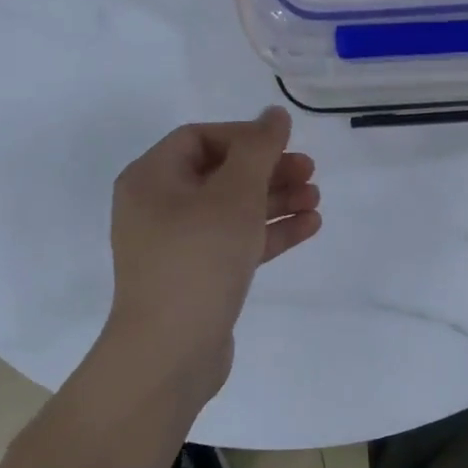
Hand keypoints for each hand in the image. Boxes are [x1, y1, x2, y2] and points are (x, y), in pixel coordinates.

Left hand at [104, 107, 322, 405]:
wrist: (170, 354)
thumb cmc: (199, 258)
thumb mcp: (234, 194)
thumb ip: (259, 149)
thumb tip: (274, 114)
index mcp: (151, 178)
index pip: (200, 137)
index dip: (245, 136)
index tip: (283, 145)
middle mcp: (158, 206)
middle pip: (221, 172)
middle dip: (268, 170)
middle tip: (310, 172)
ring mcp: (176, 244)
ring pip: (232, 209)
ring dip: (275, 200)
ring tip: (316, 200)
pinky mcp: (197, 275)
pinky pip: (235, 241)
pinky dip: (268, 232)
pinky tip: (309, 226)